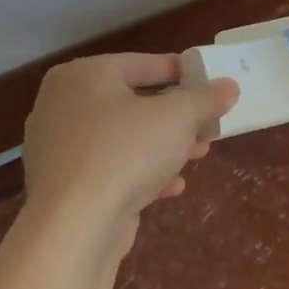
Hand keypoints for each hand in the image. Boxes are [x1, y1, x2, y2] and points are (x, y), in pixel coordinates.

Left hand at [21, 53, 237, 258]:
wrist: (74, 225)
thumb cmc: (126, 151)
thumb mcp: (180, 117)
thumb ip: (207, 98)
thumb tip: (229, 86)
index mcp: (84, 76)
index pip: (144, 64)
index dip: (184, 73)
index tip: (213, 85)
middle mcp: (63, 105)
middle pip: (135, 101)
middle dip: (177, 116)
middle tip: (208, 125)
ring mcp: (59, 147)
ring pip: (125, 137)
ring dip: (165, 145)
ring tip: (198, 155)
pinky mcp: (64, 184)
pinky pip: (111, 167)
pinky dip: (142, 171)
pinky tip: (171, 186)